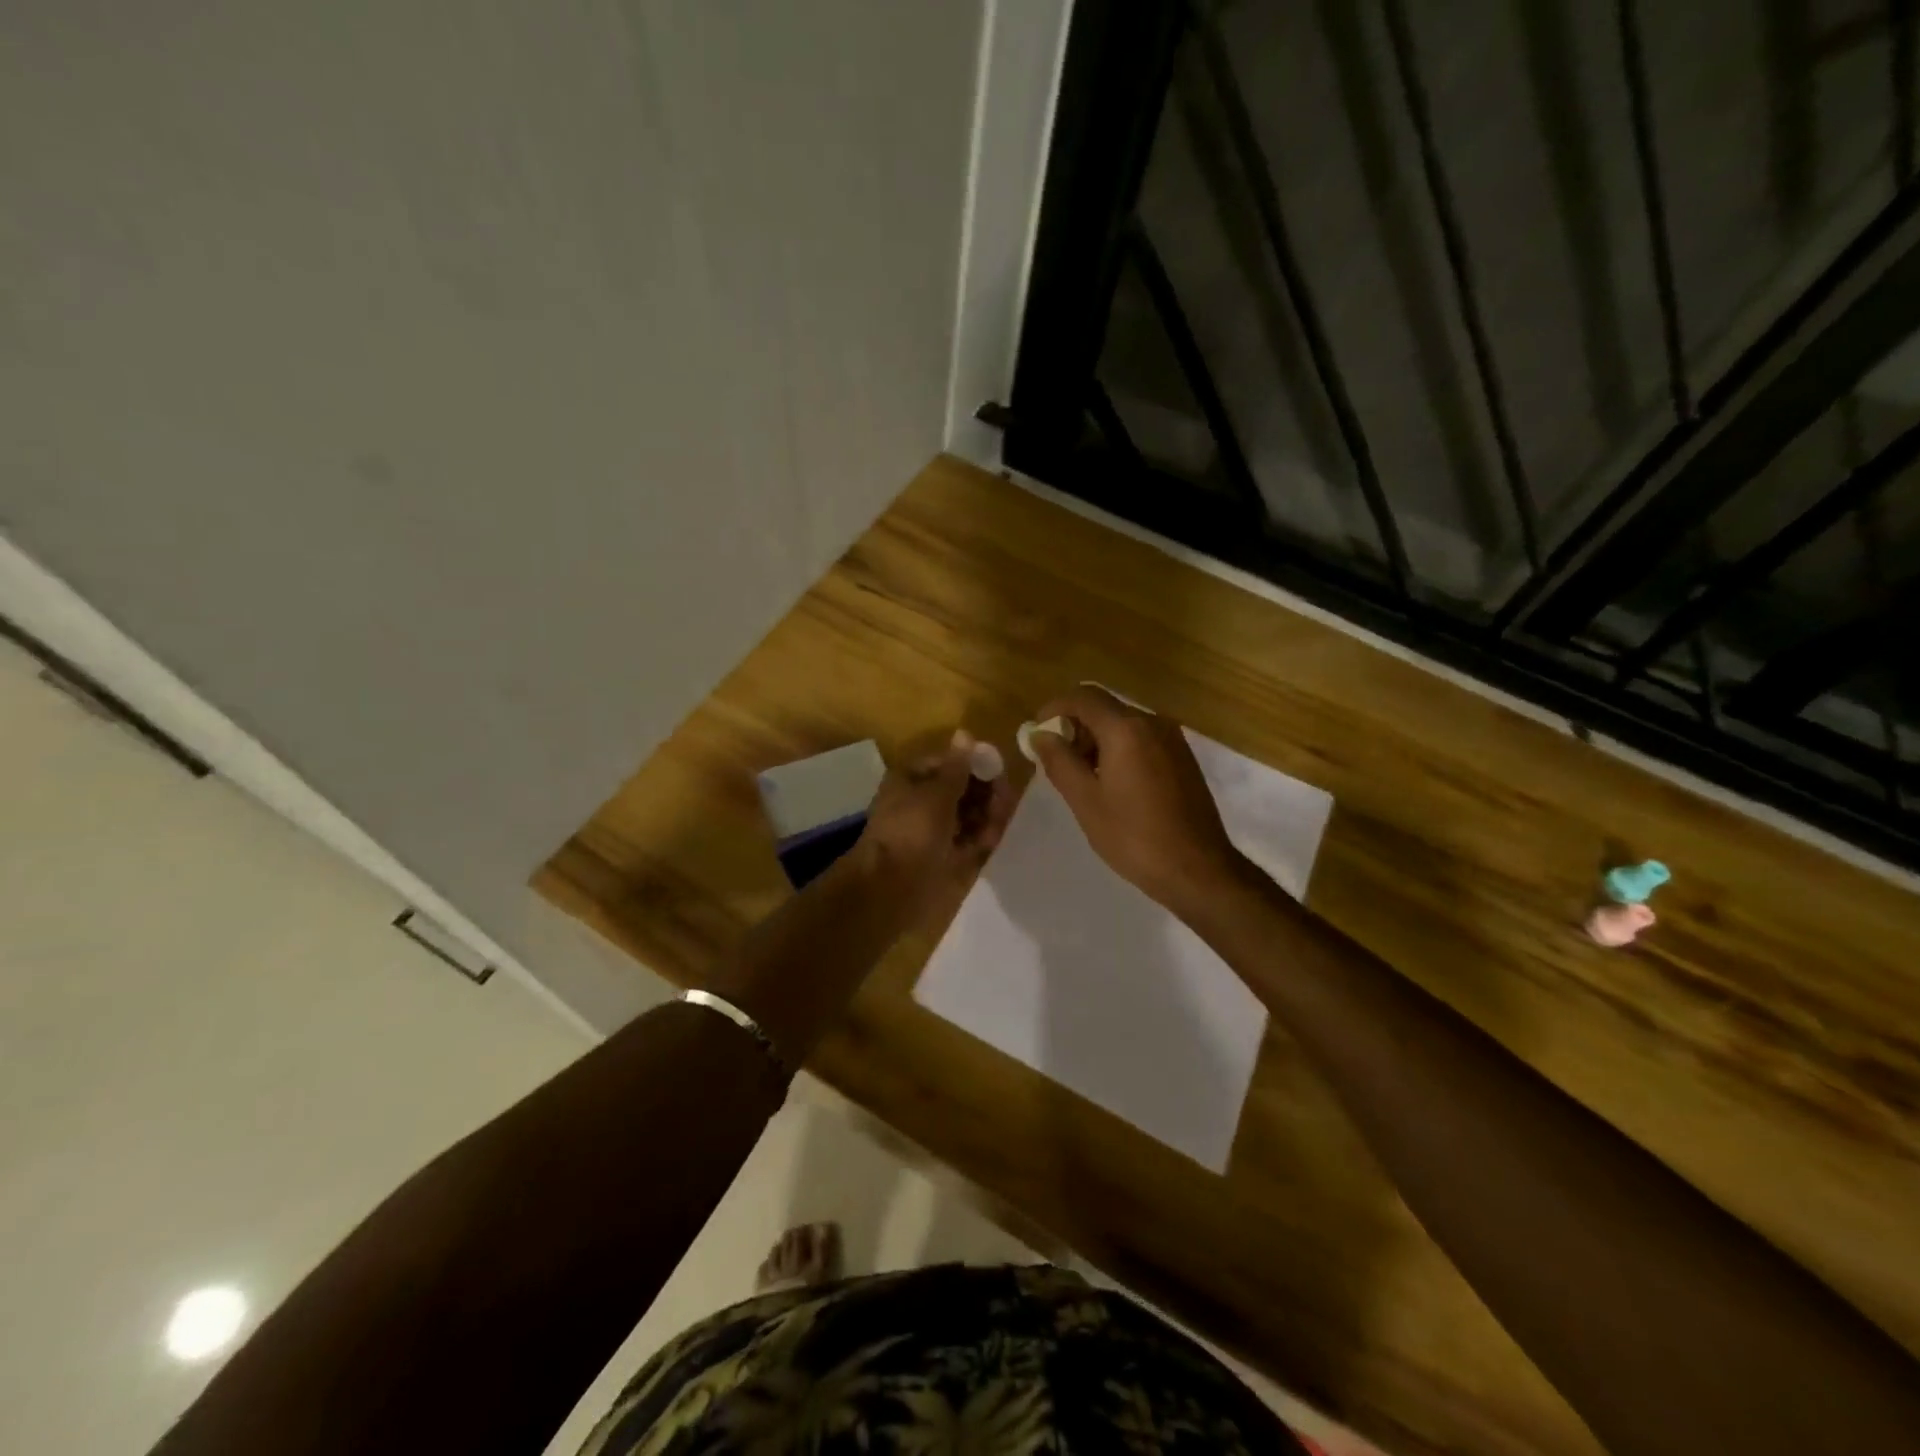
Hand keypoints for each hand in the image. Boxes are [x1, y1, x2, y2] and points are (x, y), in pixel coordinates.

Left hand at [850, 729, 1015, 925]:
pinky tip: (995, 835)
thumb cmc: (911, 832)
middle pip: (961, 790)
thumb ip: (958, 767)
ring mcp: (934, 832)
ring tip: (1001, 817)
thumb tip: (965, 733)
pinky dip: (983, 835)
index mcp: (911, 781)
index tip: (998, 770)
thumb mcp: (937, 794)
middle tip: (1004, 797)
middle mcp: (921, 804)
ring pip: (968, 815)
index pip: (947, 764)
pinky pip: (970, 840)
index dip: (972, 765)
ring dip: (987, 813)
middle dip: (984, 791)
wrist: (890, 890)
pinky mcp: (946, 858)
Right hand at [1027, 686, 1245, 917]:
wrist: (1198, 869)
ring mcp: (1173, 739)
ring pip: (1124, 724)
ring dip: (1097, 740)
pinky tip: (1112, 783)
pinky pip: (1142, 739)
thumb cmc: (1134, 837)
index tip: (1037, 733)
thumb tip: (1040, 735)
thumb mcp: (1085, 801)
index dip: (1054, 708)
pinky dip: (1120, 749)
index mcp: (1126, 729)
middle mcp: (1152, 723)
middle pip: (1104, 708)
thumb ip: (1059, 761)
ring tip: (1082, 777)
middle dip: (1075, 727)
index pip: (1083, 697)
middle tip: (1057, 761)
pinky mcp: (1183, 757)